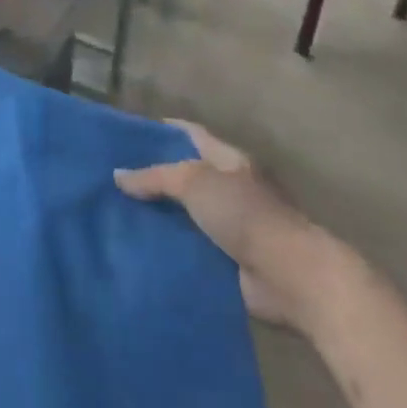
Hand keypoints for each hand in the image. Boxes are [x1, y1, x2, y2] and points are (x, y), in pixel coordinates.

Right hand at [115, 120, 339, 330]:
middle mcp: (232, 189)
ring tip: (118, 214)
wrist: (292, 276)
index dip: (164, 130)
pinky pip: (192, 248)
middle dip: (155, 177)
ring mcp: (233, 226)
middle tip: (114, 178)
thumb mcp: (194, 183)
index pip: (192, 135)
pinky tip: (141, 248)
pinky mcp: (230, 261)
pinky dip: (170, 248)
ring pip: (187, 214)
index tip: (130, 133)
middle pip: (187, 176)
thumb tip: (118, 176)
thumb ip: (155, 178)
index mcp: (229, 161)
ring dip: (160, 216)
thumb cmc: (246, 214)